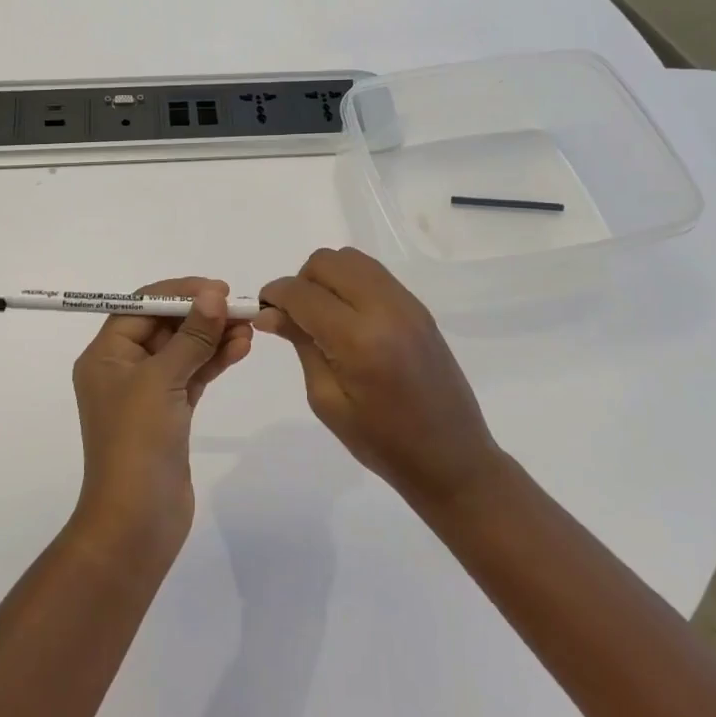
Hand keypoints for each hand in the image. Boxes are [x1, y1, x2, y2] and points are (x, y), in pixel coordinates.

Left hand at [70, 278, 253, 557]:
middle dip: (201, 315)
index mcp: (105, 355)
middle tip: (239, 307)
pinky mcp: (170, 413)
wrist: (136, 522)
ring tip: (248, 328)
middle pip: (164, 326)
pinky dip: (214, 361)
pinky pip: (193, 375)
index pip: (141, 307)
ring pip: (183, 351)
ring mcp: (147, 393)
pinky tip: (240, 348)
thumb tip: (214, 295)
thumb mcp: (162, 380)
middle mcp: (123, 368)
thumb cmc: (137, 442)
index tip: (217, 289)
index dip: (178, 293)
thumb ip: (192, 336)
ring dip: (213, 336)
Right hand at [256, 248, 502, 510]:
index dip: (275, 295)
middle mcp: (384, 309)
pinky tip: (348, 317)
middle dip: (301, 282)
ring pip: (351, 259)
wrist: (452, 458)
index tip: (263, 311)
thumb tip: (269, 314)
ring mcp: (406, 303)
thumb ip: (301, 345)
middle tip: (295, 317)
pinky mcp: (418, 307)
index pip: (303, 293)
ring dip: (326, 277)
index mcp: (359, 340)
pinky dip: (350, 282)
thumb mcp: (328, 400)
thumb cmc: (382, 442)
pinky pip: (373, 273)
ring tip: (322, 315)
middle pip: (326, 262)